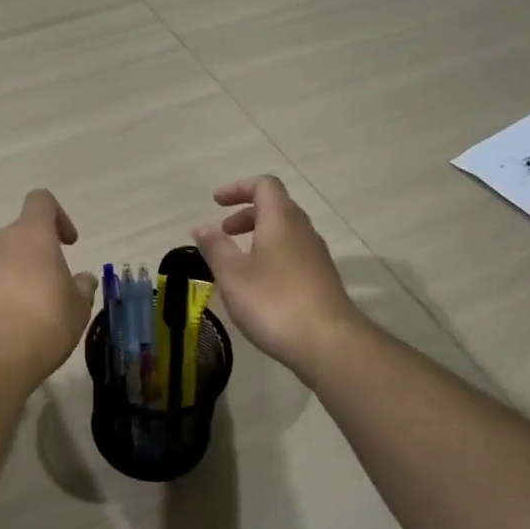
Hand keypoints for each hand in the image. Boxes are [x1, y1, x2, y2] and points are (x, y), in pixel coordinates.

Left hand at [0, 190, 98, 388]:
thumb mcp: (78, 307)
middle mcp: (0, 240)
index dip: (59, 216)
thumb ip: (82, 287)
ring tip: (36, 306)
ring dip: (20, 271)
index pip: (41, 200)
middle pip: (22, 232)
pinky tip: (16, 320)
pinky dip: (3, 290)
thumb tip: (83, 279)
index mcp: (31, 234)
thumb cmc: (45, 321)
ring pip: (4, 257)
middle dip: (39, 251)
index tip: (69, 244)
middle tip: (56, 283)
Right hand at [192, 176, 361, 376]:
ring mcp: (317, 256)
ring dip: (259, 236)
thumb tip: (201, 226)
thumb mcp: (233, 274)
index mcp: (281, 220)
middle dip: (246, 214)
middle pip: (276, 207)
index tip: (216, 202)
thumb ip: (215, 247)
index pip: (264, 185)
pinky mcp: (322, 280)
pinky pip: (293, 254)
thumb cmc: (274, 302)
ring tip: (236, 261)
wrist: (328, 343)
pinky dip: (271, 256)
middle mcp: (303, 230)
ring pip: (286, 232)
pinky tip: (258, 285)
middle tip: (223, 232)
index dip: (238, 188)